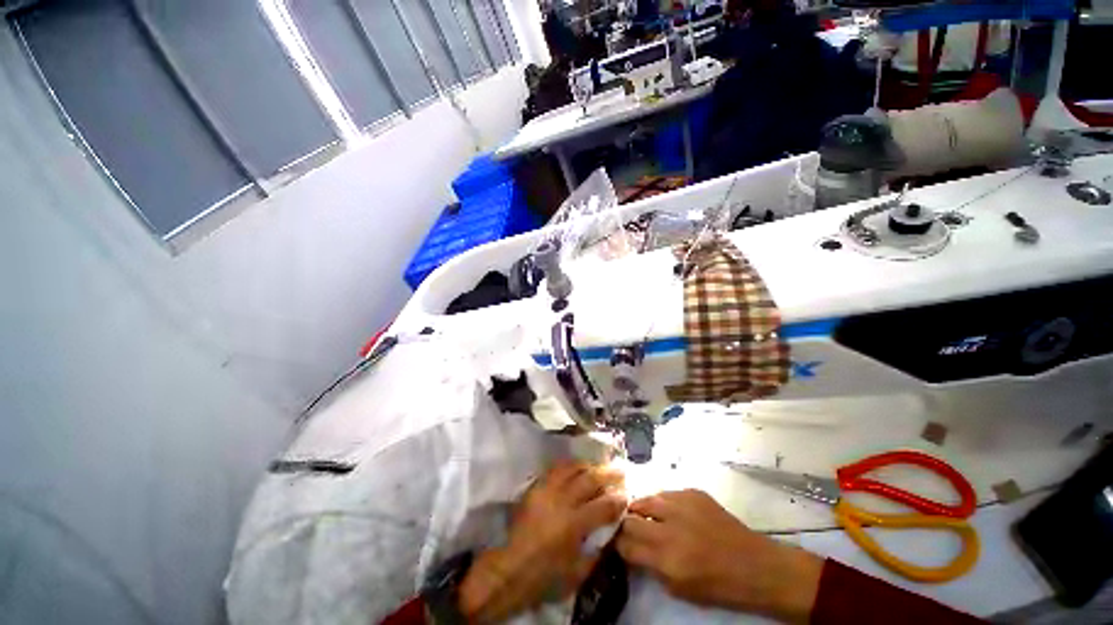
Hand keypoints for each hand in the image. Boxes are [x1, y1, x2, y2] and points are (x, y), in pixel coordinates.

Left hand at [458, 461, 625, 621]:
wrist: (509, 569)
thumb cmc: (545, 576)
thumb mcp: (578, 573)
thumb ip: (597, 551)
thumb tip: (610, 531)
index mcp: (574, 525)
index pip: (604, 505)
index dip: (619, 498)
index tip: (627, 494)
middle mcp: (561, 501)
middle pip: (590, 479)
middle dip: (608, 473)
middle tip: (620, 470)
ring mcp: (546, 490)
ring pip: (571, 468)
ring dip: (588, 465)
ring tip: (598, 465)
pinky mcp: (535, 487)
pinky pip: (554, 469)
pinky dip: (568, 466)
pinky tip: (575, 466)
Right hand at [616, 489, 822, 622]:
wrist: (756, 566)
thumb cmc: (719, 586)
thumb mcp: (680, 589)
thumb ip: (652, 567)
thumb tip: (632, 550)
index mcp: (667, 559)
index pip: (626, 545)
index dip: (618, 544)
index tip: (616, 543)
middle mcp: (671, 528)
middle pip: (630, 518)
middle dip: (625, 524)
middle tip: (628, 528)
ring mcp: (682, 505)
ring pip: (645, 498)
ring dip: (641, 509)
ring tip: (645, 515)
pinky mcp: (693, 492)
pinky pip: (666, 493)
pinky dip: (661, 502)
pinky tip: (668, 511)